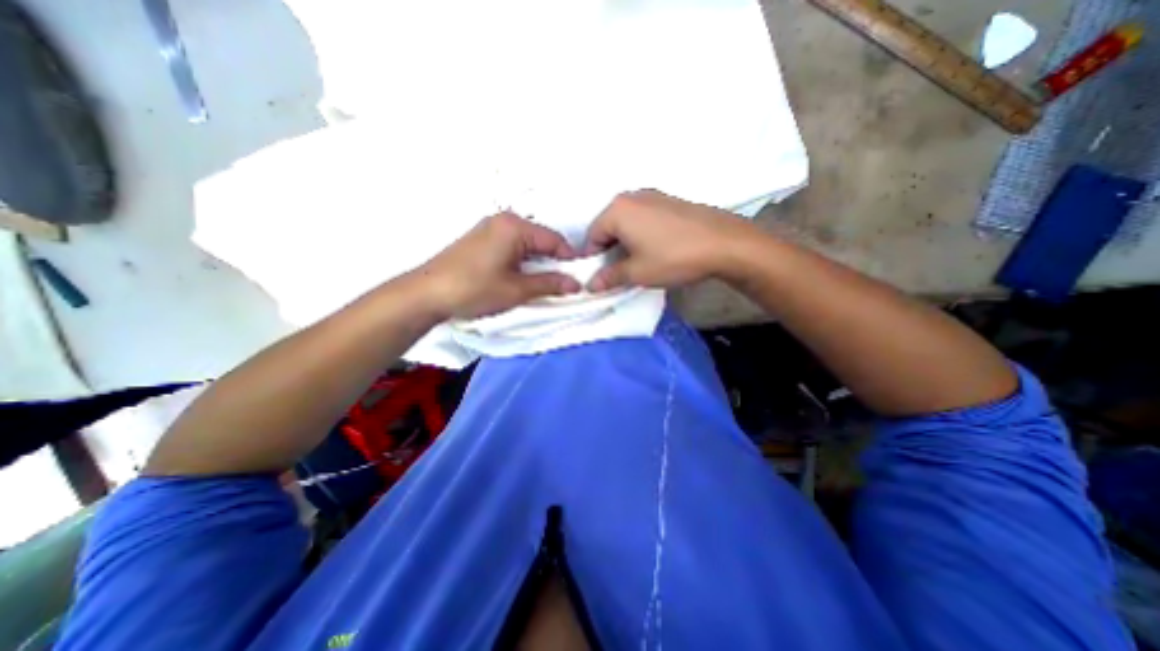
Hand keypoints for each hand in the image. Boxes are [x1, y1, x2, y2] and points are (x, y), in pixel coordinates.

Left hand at [418, 212, 579, 319]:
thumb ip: (549, 284)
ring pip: (527, 243)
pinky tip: (523, 275)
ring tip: (545, 282)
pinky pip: (512, 245)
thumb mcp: (517, 289)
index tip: (580, 277)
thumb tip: (576, 284)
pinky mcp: (481, 239)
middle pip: (541, 239)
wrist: (427, 293)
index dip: (570, 259)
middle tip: (564, 282)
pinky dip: (523, 260)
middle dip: (554, 260)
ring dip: (539, 261)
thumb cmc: (475, 289)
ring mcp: (490, 228)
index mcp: (515, 227)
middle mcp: (504, 220)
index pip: (554, 240)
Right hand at [586, 191, 757, 292]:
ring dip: (625, 241)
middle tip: (618, 270)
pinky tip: (654, 248)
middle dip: (608, 249)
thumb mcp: (637, 272)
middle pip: (608, 225)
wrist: (724, 243)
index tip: (600, 276)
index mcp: (618, 210)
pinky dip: (640, 233)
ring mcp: (653, 196)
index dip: (593, 258)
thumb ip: (609, 277)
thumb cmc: (673, 258)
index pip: (592, 235)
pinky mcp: (669, 201)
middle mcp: (631, 197)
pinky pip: (643, 217)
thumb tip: (590, 285)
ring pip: (627, 221)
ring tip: (637, 261)